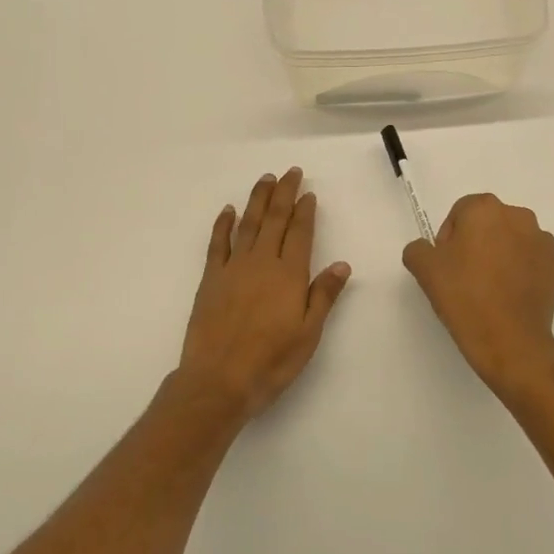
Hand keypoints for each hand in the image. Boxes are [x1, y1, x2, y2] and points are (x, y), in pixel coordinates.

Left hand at [178, 168, 351, 420]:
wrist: (218, 381)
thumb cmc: (271, 362)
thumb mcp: (308, 334)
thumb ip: (323, 295)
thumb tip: (342, 263)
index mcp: (289, 275)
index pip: (300, 233)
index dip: (305, 211)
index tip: (309, 193)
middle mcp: (262, 263)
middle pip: (275, 219)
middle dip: (284, 194)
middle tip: (290, 172)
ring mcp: (233, 268)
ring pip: (248, 224)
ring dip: (257, 199)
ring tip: (265, 179)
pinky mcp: (210, 279)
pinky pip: (217, 243)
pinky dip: (223, 224)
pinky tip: (228, 210)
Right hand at [402, 193, 553, 400]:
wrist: (510, 341)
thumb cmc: (464, 296)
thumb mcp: (424, 269)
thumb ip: (418, 248)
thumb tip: (427, 249)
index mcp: (486, 208)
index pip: (460, 212)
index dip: (448, 238)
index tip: (446, 265)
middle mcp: (518, 216)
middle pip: (488, 223)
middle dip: (476, 243)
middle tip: (464, 276)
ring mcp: (542, 241)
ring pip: (511, 241)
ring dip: (499, 255)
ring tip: (488, 289)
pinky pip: (530, 261)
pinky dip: (519, 271)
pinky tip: (508, 297)